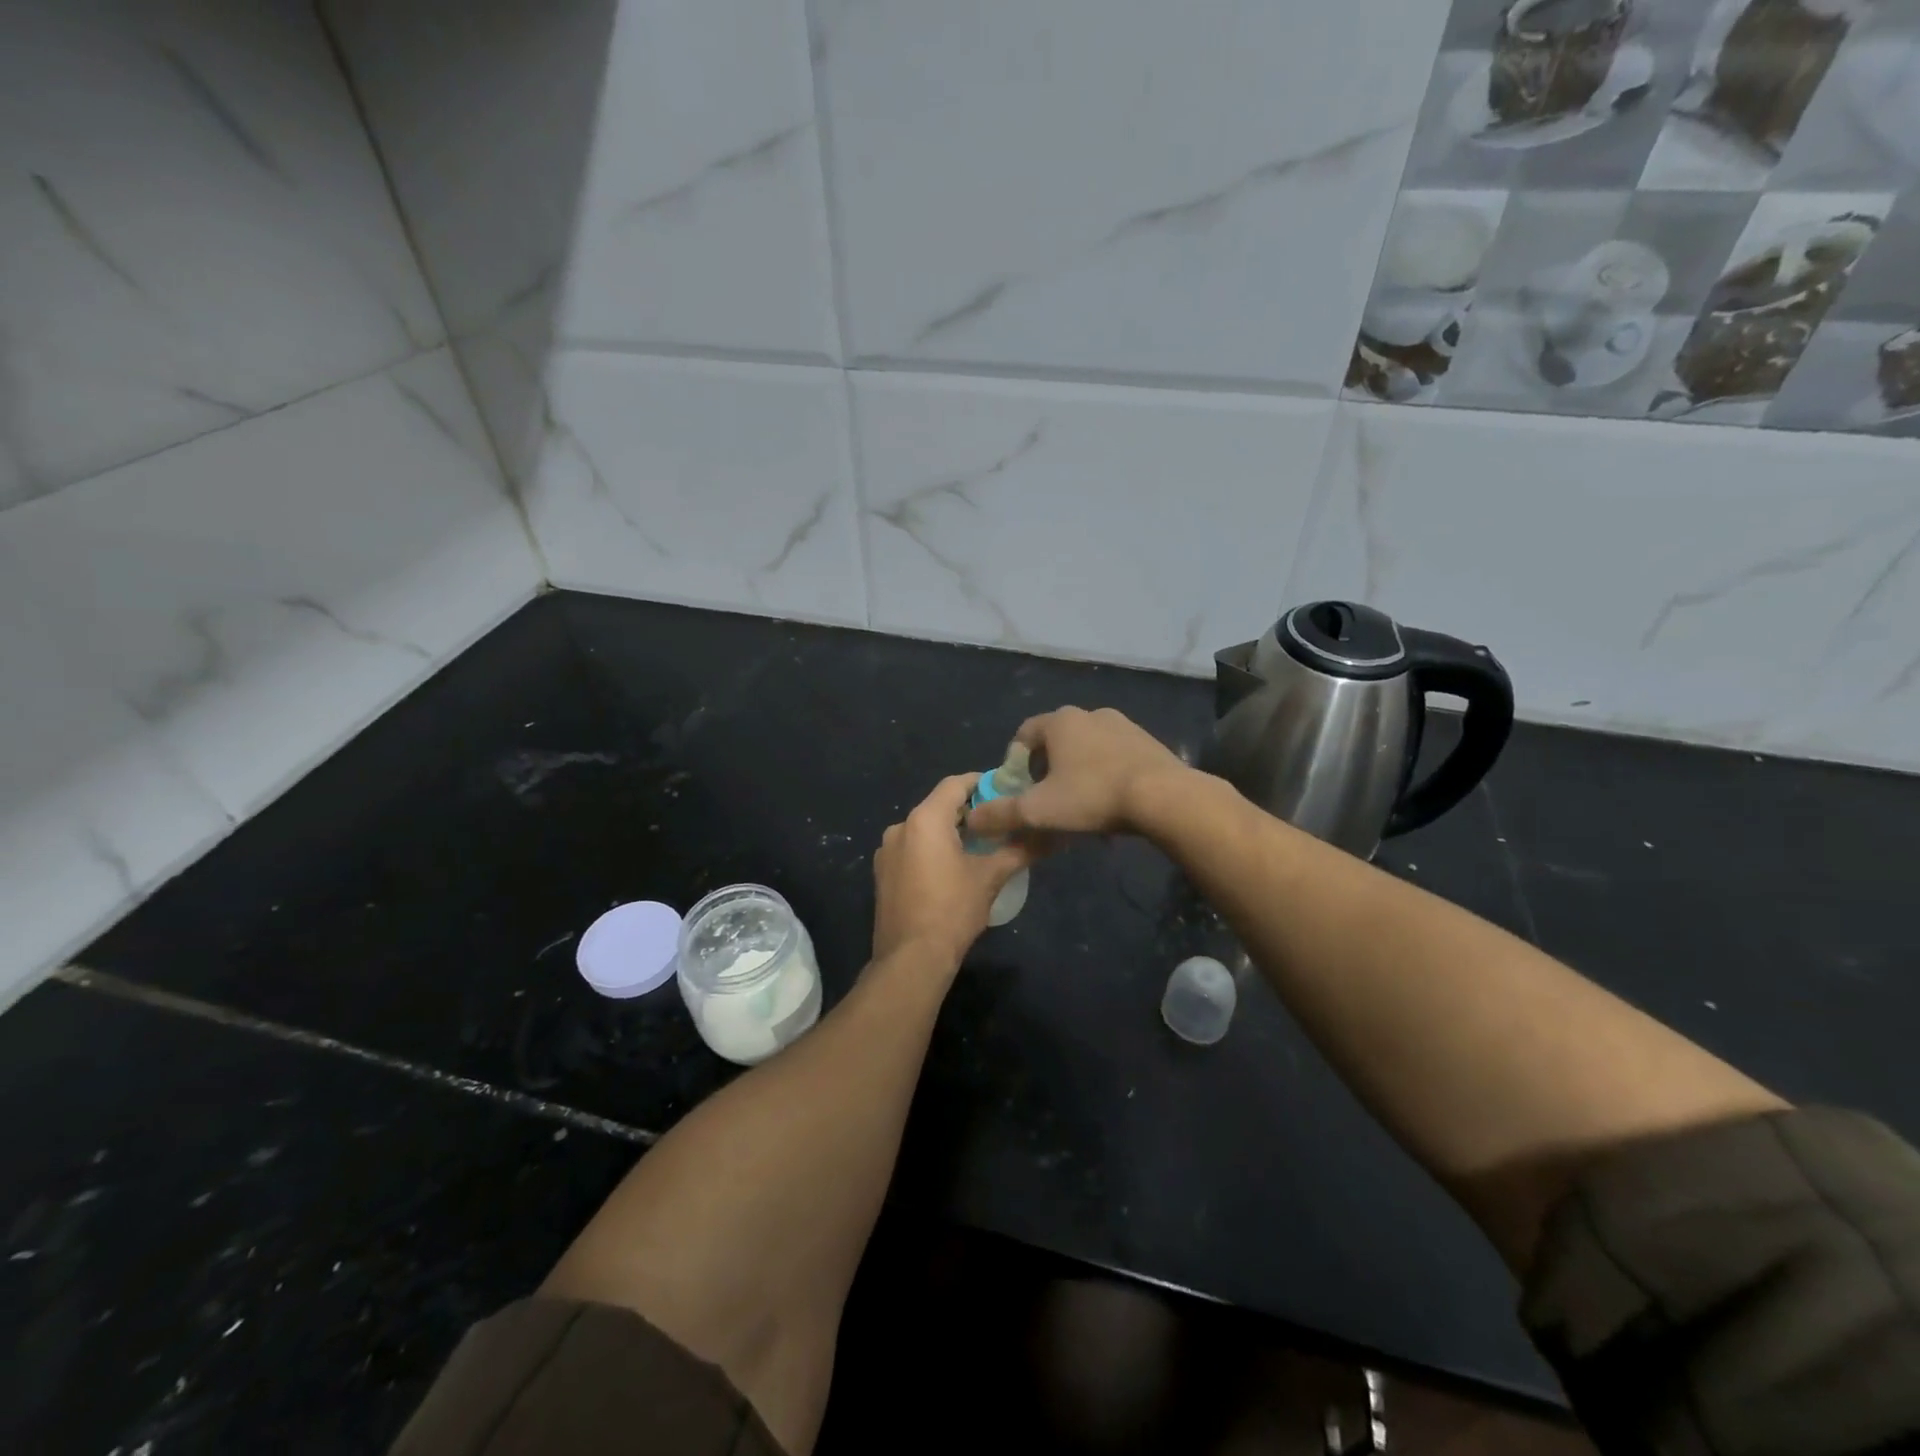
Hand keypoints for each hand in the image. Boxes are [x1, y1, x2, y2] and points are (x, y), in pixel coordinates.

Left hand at [872, 774, 1030, 970]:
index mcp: (924, 819)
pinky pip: (912, 849)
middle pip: (939, 806)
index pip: (955, 784)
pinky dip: (932, 850)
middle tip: (999, 822)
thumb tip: (1050, 836)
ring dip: (950, 832)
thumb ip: (1019, 850)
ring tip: (980, 847)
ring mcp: (886, 851)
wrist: (911, 958)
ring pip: (924, 829)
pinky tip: (952, 870)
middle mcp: (900, 827)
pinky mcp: (882, 873)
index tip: (1005, 791)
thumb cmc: (952, 910)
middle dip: (968, 811)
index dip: (981, 782)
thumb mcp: (991, 877)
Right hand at [964, 707, 1189, 839]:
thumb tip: (971, 818)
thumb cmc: (1093, 796)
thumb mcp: (1039, 810)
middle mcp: (1090, 714)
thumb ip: (1001, 814)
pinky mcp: (1147, 742)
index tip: (1018, 789)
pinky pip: (1114, 757)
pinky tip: (1110, 804)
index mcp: (1060, 721)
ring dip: (1077, 772)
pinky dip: (1104, 775)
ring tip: (1079, 806)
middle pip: (1055, 741)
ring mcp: (1122, 725)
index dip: (1014, 762)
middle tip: (1046, 800)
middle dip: (1046, 769)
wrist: (1164, 797)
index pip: (1024, 734)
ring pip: (1086, 749)